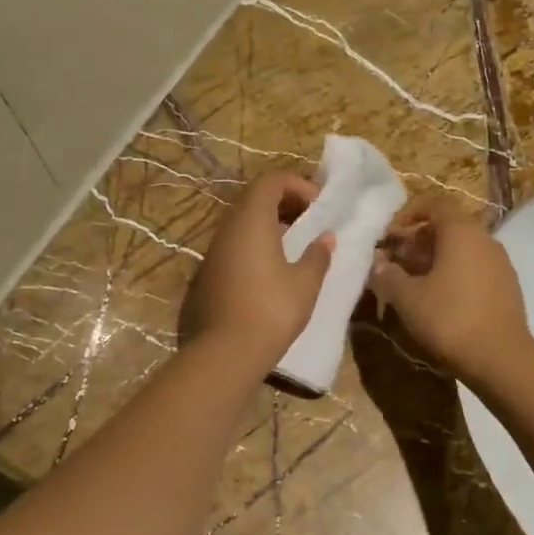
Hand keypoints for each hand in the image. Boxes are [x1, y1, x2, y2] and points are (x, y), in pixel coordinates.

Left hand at [181, 171, 332, 372]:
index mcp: (251, 221)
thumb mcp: (305, 283)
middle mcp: (227, 229)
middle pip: (254, 199)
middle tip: (310, 222)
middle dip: (285, 203)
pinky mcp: (207, 275)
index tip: (319, 206)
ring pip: (242, 223)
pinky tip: (272, 271)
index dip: (297, 185)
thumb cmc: (271, 311)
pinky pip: (234, 246)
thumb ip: (317, 256)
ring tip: (295, 246)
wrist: (224, 353)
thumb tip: (325, 239)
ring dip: (270, 226)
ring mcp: (213, 252)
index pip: (270, 181)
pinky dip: (255, 245)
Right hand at [368, 197, 529, 388]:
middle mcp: (485, 239)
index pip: (435, 203)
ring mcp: (500, 263)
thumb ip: (388, 275)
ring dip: (435, 259)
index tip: (391, 235)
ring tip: (413, 284)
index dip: (409, 212)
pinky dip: (454, 274)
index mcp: (461, 232)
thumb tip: (378, 262)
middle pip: (448, 226)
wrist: (501, 359)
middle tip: (396, 263)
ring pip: (462, 249)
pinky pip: (475, 268)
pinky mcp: (507, 287)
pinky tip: (439, 301)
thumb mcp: (407, 298)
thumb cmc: (449, 319)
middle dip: (418, 240)